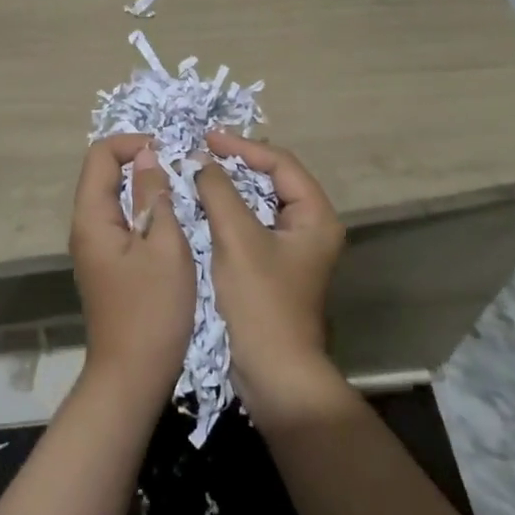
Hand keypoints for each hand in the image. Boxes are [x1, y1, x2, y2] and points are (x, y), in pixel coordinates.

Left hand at [69, 136, 194, 403]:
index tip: (169, 152)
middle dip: (141, 162)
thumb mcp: (165, 247)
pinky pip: (121, 220)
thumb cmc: (153, 310)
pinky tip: (171, 223)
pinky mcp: (107, 263)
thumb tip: (147, 156)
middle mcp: (85, 226)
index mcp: (92, 217)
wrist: (132, 377)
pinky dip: (143, 210)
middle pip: (105, 173)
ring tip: (180, 192)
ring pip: (115, 197)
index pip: (101, 155)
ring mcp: (94, 247)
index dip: (133, 143)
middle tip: (180, 171)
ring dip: (144, 187)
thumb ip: (154, 196)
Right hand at [197, 132, 346, 426]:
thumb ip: (220, 192)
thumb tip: (202, 161)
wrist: (274, 376)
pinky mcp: (274, 266)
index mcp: (316, 217)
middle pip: (274, 180)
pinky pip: (252, 224)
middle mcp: (311, 227)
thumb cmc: (261, 303)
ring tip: (199, 171)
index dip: (244, 147)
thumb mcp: (237, 240)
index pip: (281, 164)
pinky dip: (229, 211)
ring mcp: (293, 249)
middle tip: (202, 150)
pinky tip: (203, 205)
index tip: (207, 138)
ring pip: (260, 203)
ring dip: (231, 186)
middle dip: (237, 163)